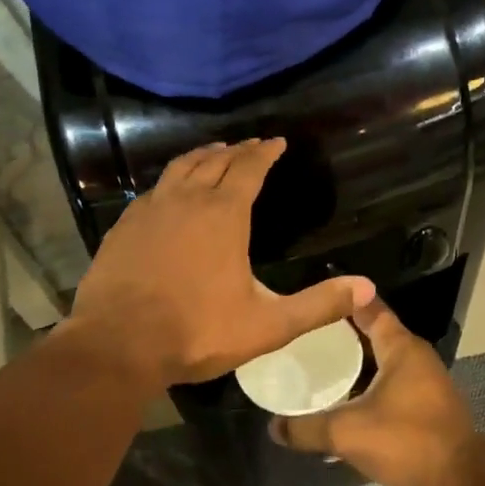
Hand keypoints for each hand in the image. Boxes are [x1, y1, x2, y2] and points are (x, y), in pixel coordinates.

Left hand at [65, 138, 373, 386]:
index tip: (277, 141)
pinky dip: (172, 180)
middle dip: (237, 150)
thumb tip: (368, 288)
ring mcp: (151, 209)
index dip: (265, 152)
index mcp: (224, 215)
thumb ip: (318, 305)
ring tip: (214, 152)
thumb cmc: (197, 332)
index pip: (249, 168)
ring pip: (181, 168)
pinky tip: (171, 191)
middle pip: (215, 161)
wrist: (117, 344)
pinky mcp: (124, 225)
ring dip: (202, 156)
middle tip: (251, 144)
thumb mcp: (268, 325)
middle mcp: (187, 200)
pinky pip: (154, 189)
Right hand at [270, 299, 484, 485]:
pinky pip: (391, 382)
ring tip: (319, 366)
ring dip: (355, 362)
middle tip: (305, 336)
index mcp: (400, 346)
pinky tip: (345, 401)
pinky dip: (368, 384)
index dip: (342, 300)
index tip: (312, 298)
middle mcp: (415, 355)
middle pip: (374, 333)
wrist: (461, 480)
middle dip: (341, 334)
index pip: (368, 308)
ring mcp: (425, 380)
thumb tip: (273, 427)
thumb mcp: (348, 433)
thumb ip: (307, 428)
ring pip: (383, 360)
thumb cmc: (407, 440)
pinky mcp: (428, 403)